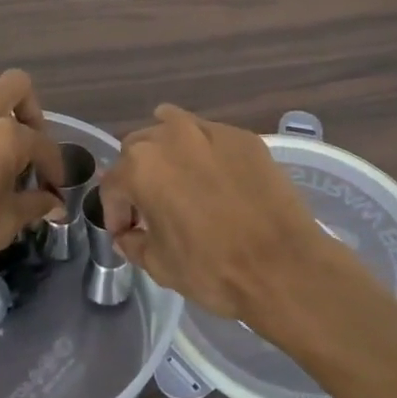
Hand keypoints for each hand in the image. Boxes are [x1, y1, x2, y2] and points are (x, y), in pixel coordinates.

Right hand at [100, 105, 350, 335]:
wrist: (283, 265)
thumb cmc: (212, 268)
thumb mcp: (159, 265)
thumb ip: (133, 242)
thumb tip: (128, 234)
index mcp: (141, 166)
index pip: (113, 183)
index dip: (115, 211)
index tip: (127, 232)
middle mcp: (170, 136)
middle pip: (139, 147)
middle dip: (138, 175)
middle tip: (152, 206)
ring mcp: (210, 131)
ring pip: (174, 128)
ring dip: (168, 152)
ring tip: (181, 181)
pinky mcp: (243, 136)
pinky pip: (211, 136)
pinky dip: (205, 152)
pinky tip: (218, 180)